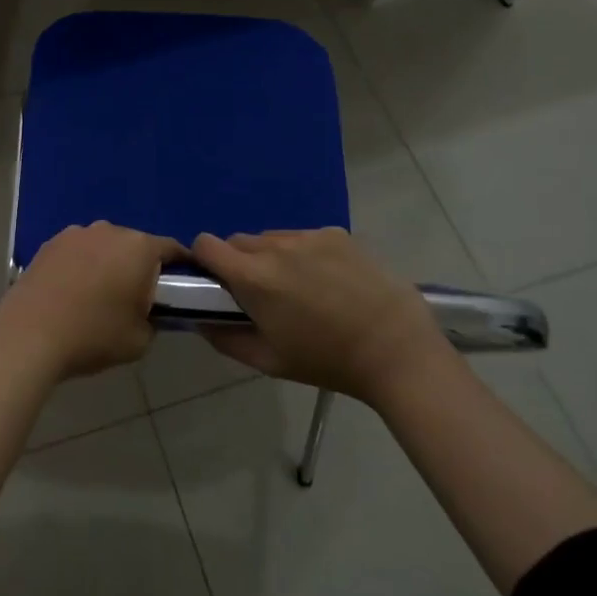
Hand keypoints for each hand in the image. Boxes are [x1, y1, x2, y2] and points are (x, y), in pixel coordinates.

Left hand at [0, 222, 186, 379]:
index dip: (181, 265)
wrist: (29, 334)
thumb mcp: (140, 340)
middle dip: (139, 266)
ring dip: (108, 263)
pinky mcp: (49, 243)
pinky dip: (81, 266)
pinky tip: (72, 292)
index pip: (172, 248)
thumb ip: (154, 320)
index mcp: (138, 247)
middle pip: (135, 245)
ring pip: (104, 246)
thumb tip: (148, 312)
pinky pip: (77, 252)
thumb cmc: (93, 335)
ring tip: (99, 296)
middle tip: (136, 298)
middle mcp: (109, 230)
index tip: (183, 285)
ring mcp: (76, 233)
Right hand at [192, 228, 450, 400]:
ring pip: (271, 238)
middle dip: (240, 262)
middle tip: (262, 294)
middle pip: (238, 241)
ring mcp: (308, 236)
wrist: (396, 349)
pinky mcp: (336, 233)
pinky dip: (304, 253)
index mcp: (253, 277)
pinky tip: (329, 280)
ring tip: (300, 287)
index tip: (217, 281)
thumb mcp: (269, 362)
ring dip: (272, 256)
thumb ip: (225, 340)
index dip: (204, 260)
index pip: (206, 244)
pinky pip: (304, 237)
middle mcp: (275, 247)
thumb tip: (200, 321)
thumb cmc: (327, 361)